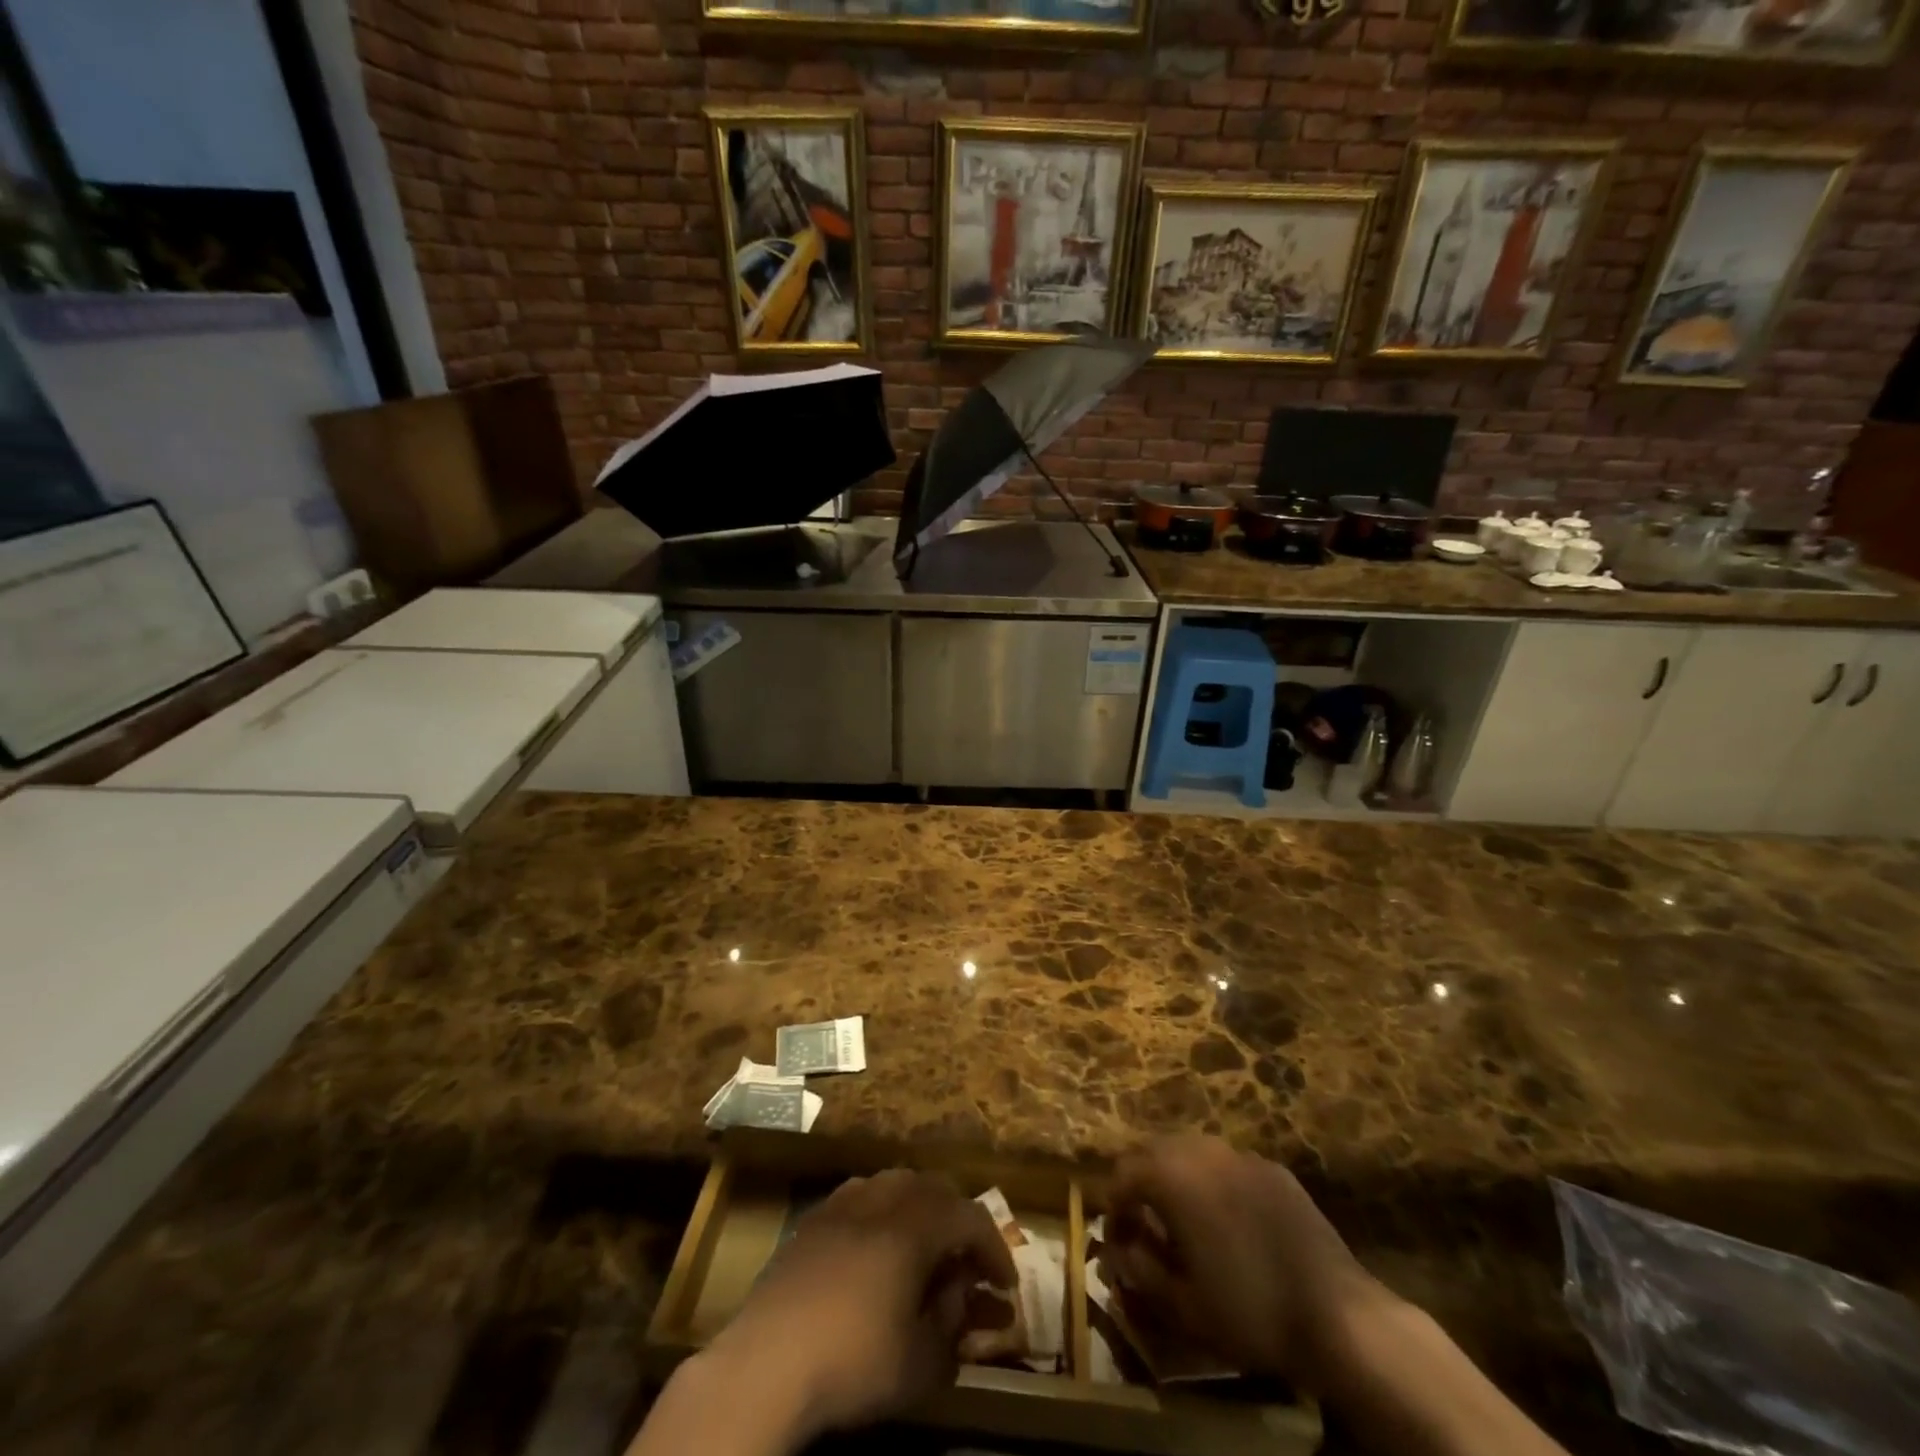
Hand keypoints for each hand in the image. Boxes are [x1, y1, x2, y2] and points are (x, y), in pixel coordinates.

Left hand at [702, 1170, 1016, 1442]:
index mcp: (915, 1225)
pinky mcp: (812, 1218)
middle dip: (958, 1221)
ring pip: (894, 1184)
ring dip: (919, 1209)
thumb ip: (952, 1322)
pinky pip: (860, 1197)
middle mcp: (882, 1198)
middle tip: (967, 1261)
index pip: (970, 1217)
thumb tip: (962, 1295)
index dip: (994, 1247)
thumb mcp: (921, 1361)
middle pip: (933, 1189)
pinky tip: (875, 1248)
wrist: (766, 1363)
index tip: (1005, 1284)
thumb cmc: (853, 1362)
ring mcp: (842, 1203)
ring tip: (924, 1246)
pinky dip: (881, 1213)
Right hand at [1103, 1135, 1379, 1388]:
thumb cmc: (1250, 1311)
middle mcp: (1201, 1151)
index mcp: (1172, 1176)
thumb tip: (1121, 1250)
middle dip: (1140, 1181)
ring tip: (1182, 1218)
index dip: (1113, 1206)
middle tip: (1143, 1222)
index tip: (1117, 1239)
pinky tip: (1228, 1219)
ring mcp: (1241, 1155)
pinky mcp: (1273, 1169)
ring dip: (1176, 1175)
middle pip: (1153, 1150)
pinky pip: (1228, 1164)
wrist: (1337, 1316)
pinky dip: (1213, 1181)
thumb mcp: (1183, 1304)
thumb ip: (1141, 1269)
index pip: (1122, 1174)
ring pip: (1191, 1150)